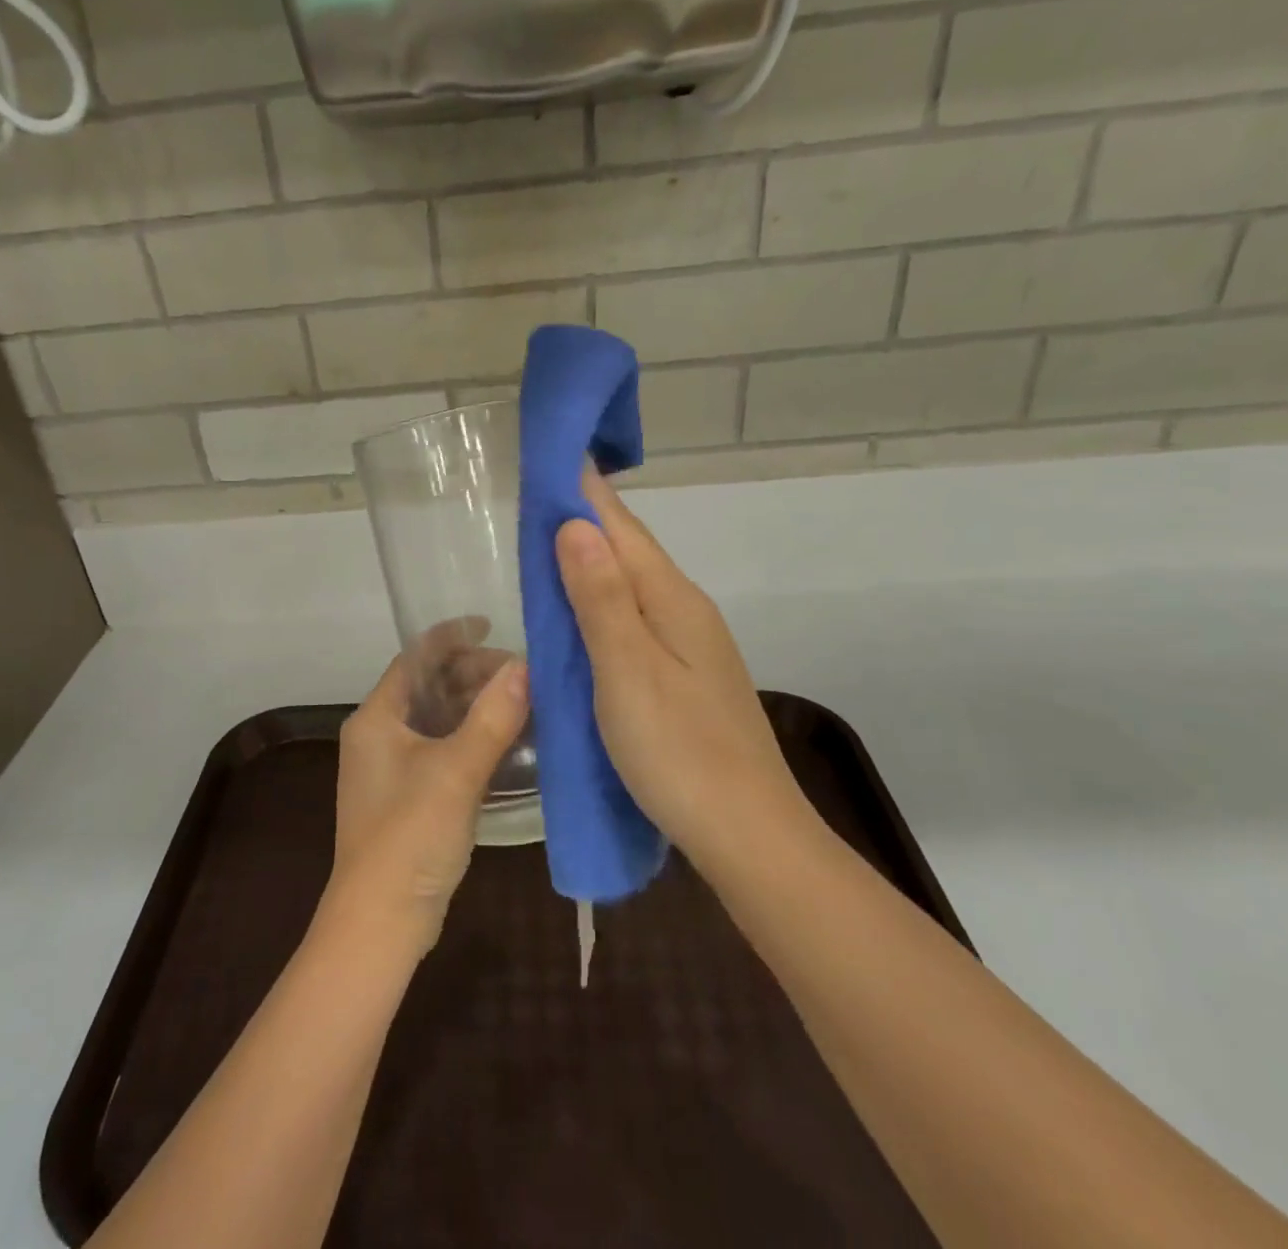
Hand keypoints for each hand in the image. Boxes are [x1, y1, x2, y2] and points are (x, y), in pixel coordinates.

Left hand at [327, 635, 528, 955]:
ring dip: (474, 706)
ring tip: (522, 700)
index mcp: (376, 718)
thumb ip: (491, 718)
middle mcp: (377, 735)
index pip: (414, 657)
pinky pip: (442, 749)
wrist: (381, 922)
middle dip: (471, 673)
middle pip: (427, 686)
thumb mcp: (456, 772)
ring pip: (437, 719)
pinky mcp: (407, 796)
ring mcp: (391, 768)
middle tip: (521, 672)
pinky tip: (507, 742)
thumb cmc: (410, 836)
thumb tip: (525, 667)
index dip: (451, 636)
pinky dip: (471, 738)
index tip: (492, 623)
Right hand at [554, 472, 815, 876]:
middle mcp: (685, 611)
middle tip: (537, 492)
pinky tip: (584, 611)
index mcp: (672, 600)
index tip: (553, 453)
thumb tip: (576, 524)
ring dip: (592, 559)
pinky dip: (602, 601)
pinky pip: (635, 619)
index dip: (585, 490)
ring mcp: (690, 646)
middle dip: (586, 518)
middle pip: (628, 550)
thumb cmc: (679, 752)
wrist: (749, 835)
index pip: (621, 527)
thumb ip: (601, 598)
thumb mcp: (628, 671)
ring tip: (548, 541)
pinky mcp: (684, 677)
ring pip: (631, 585)